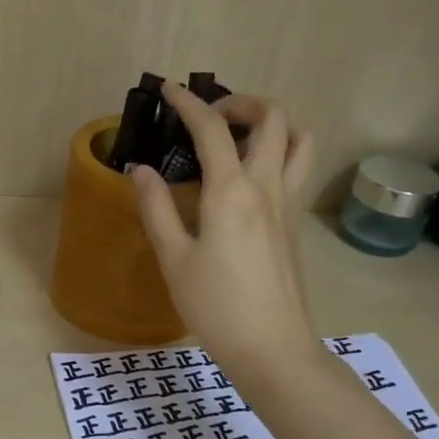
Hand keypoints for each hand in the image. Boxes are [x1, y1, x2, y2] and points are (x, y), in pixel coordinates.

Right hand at [131, 84, 319, 382]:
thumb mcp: (174, 259)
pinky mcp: (295, 225)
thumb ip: (156, 209)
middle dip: (240, 102)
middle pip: (272, 118)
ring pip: (297, 140)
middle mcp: (267, 187)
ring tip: (239, 135)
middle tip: (209, 115)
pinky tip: (247, 178)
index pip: (212, 129)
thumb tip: (140, 169)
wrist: (273, 348)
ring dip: (271, 123)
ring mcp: (289, 205)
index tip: (168, 90)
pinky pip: (295, 169)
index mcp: (232, 192)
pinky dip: (277, 151)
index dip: (188, 103)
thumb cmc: (216, 306)